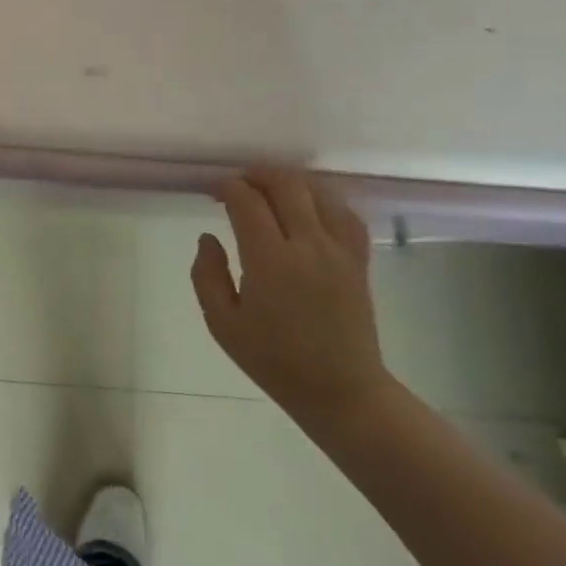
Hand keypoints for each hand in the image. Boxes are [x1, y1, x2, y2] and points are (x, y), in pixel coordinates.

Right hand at [190, 169, 389, 427]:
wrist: (341, 390)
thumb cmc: (273, 360)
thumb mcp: (222, 324)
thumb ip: (207, 275)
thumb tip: (208, 237)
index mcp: (270, 261)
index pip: (248, 202)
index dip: (228, 188)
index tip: (214, 191)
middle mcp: (308, 246)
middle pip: (286, 186)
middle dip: (258, 174)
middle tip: (238, 184)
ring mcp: (339, 251)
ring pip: (319, 192)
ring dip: (291, 182)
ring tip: (269, 190)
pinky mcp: (358, 260)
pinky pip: (346, 213)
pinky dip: (324, 200)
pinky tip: (309, 207)